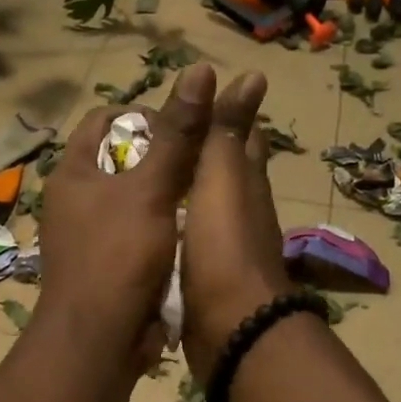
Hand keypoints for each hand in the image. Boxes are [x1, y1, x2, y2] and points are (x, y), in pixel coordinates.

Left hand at [35, 63, 215, 367]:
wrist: (98, 341)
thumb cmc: (117, 256)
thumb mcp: (150, 190)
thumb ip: (177, 134)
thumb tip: (200, 71)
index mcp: (74, 172)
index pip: (106, 121)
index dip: (145, 114)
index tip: (184, 127)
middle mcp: (77, 199)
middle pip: (124, 159)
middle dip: (164, 156)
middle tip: (205, 159)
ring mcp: (91, 235)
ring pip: (136, 199)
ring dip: (168, 195)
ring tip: (206, 192)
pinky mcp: (109, 266)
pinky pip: (140, 233)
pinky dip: (165, 228)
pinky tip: (194, 231)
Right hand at [178, 71, 292, 379]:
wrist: (230, 327)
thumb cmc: (223, 246)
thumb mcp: (222, 179)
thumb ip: (228, 132)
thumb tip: (253, 75)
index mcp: (246, 184)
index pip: (242, 138)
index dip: (225, 116)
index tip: (195, 100)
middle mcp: (240, 213)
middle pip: (223, 173)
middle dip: (200, 153)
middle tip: (158, 138)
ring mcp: (223, 248)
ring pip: (203, 209)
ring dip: (183, 192)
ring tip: (147, 177)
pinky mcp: (204, 279)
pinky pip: (187, 243)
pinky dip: (173, 229)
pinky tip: (151, 227)